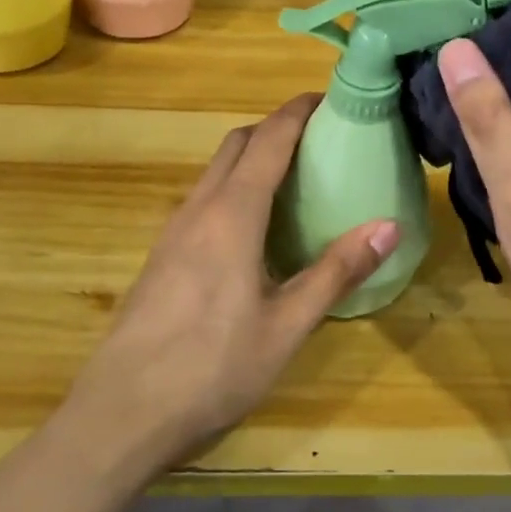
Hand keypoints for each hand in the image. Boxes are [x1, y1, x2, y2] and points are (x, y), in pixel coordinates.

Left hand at [66, 95, 399, 467]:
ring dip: (252, 159)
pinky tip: (255, 230)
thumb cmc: (212, 368)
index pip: (268, 140)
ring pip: (215, 172)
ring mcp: (173, 232)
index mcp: (232, 215)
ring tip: (295, 179)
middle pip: (236, 145)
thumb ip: (337, 271)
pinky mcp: (161, 256)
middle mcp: (198, 210)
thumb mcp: (287, 326)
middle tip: (319, 141)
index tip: (329, 98)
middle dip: (275, 129)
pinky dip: (234, 189)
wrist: (121, 413)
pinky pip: (203, 200)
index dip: (297, 112)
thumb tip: (389, 225)